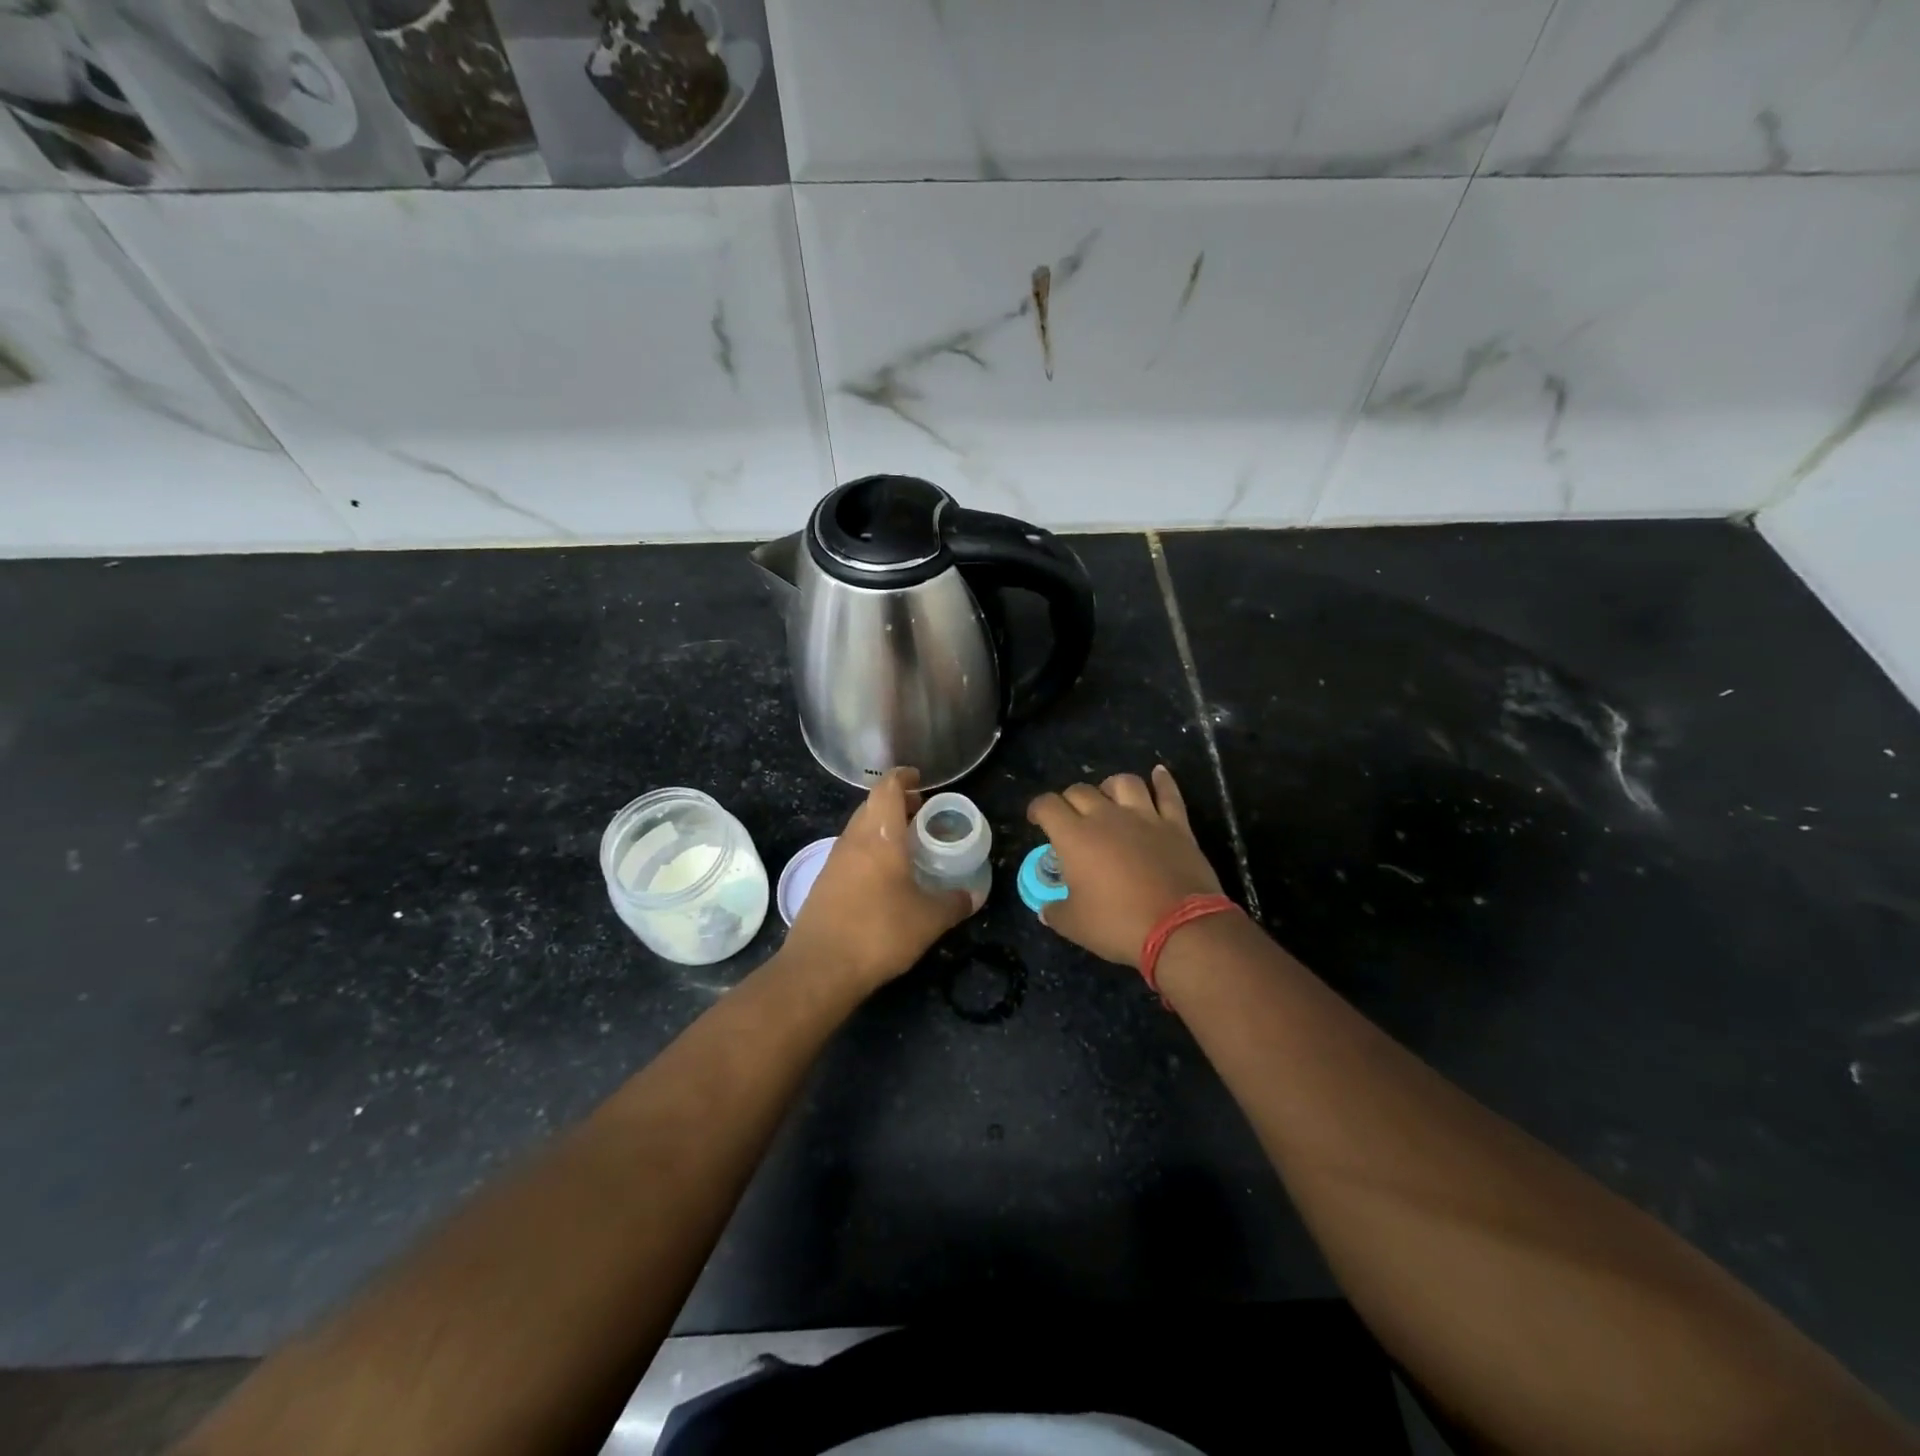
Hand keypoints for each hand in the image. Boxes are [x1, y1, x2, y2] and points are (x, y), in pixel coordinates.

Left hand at [783, 768, 973, 992]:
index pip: (887, 788)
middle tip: (922, 813)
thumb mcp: (928, 920)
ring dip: (881, 827)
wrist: (819, 968)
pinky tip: (885, 876)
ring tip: (907, 844)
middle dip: (896, 803)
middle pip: (872, 805)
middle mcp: (854, 840)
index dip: (903, 777)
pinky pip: (851, 852)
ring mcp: (834, 861)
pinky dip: (870, 850)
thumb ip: (954, 903)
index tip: (919, 779)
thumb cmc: (879, 932)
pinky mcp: (824, 883)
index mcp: (880, 836)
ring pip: (859, 829)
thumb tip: (974, 895)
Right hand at [1027, 766, 1225, 968]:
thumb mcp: (1075, 925)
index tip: (1036, 819)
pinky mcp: (1176, 825)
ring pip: (1124, 783)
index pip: (1048, 806)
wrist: (1180, 928)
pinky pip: (1168, 793)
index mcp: (1075, 837)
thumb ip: (1055, 912)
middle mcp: (1107, 817)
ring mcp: (1144, 817)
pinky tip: (1158, 773)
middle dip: (1069, 800)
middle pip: (1081, 791)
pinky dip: (1162, 781)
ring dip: (1110, 786)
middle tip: (1070, 818)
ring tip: (1109, 797)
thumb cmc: (1119, 924)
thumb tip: (1046, 909)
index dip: (1037, 808)